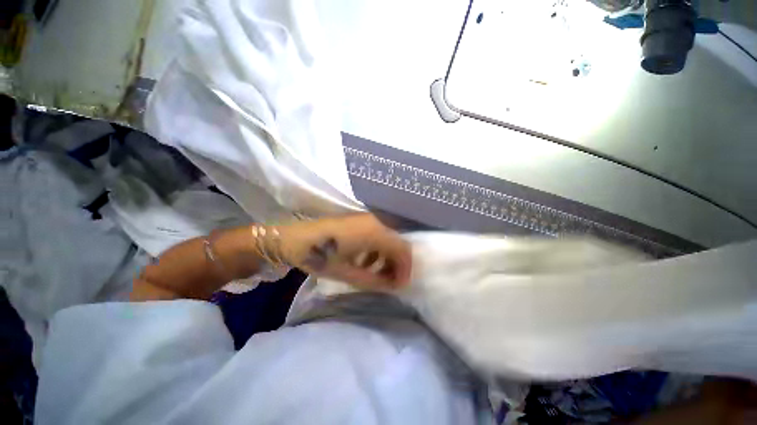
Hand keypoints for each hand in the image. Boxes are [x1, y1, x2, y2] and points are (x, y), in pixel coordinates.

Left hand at [275, 214, 411, 290]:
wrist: (296, 239)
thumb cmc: (320, 256)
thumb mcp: (349, 274)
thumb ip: (376, 281)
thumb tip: (395, 285)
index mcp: (374, 232)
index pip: (403, 250)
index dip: (405, 269)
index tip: (399, 286)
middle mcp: (376, 221)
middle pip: (398, 243)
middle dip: (397, 265)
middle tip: (390, 282)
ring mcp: (368, 219)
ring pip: (389, 239)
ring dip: (387, 258)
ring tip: (377, 275)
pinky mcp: (360, 221)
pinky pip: (378, 236)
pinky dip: (378, 251)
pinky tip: (365, 262)